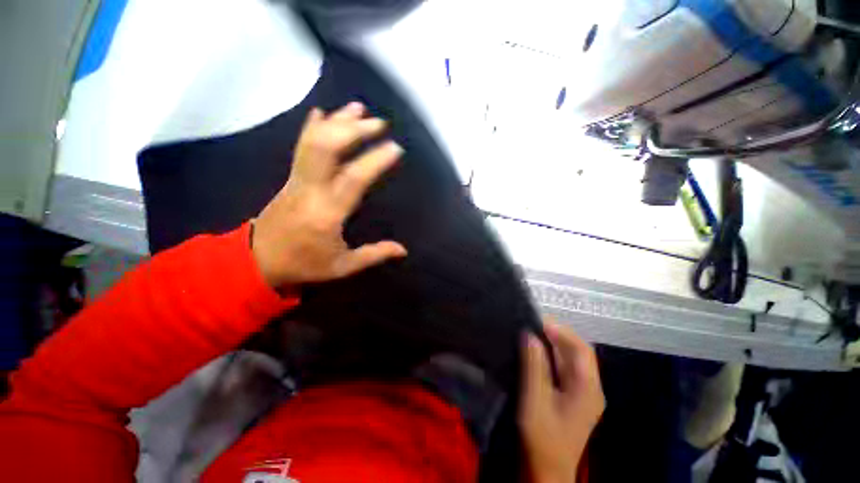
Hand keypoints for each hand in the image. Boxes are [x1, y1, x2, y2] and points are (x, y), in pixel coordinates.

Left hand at [251, 102, 406, 287]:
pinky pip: (301, 145)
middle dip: (354, 129)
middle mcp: (310, 189)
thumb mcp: (342, 266)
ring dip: (337, 121)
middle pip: (327, 147)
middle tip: (379, 123)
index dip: (375, 160)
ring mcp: (297, 179)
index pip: (354, 178)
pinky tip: (324, 112)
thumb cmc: (304, 264)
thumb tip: (403, 250)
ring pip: (314, 141)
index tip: (395, 147)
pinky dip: (313, 126)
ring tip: (358, 108)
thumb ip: (374, 255)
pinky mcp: (290, 177)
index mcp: (327, 213)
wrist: (258, 260)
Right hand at [519, 321, 604, 482]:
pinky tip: (538, 353)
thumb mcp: (535, 398)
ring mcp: (585, 394)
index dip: (562, 331)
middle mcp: (591, 388)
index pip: (582, 349)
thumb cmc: (542, 436)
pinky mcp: (575, 398)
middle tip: (534, 325)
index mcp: (588, 388)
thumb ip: (534, 365)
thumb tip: (530, 335)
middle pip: (579, 352)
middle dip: (558, 335)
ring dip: (555, 345)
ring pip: (573, 360)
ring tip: (533, 334)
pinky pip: (567, 369)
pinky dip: (553, 356)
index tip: (539, 321)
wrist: (547, 469)